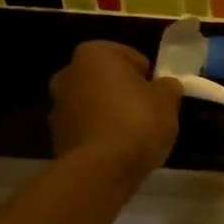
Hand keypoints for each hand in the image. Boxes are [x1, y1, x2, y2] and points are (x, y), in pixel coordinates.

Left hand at [49, 41, 184, 183]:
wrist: (101, 169)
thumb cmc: (137, 122)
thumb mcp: (168, 100)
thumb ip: (168, 87)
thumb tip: (165, 86)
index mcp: (94, 54)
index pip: (130, 56)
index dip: (148, 76)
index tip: (158, 96)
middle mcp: (68, 73)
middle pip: (107, 80)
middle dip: (124, 92)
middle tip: (147, 113)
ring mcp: (57, 106)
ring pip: (93, 104)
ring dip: (109, 114)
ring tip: (133, 136)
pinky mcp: (56, 136)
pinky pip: (86, 128)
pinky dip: (99, 134)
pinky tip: (116, 151)